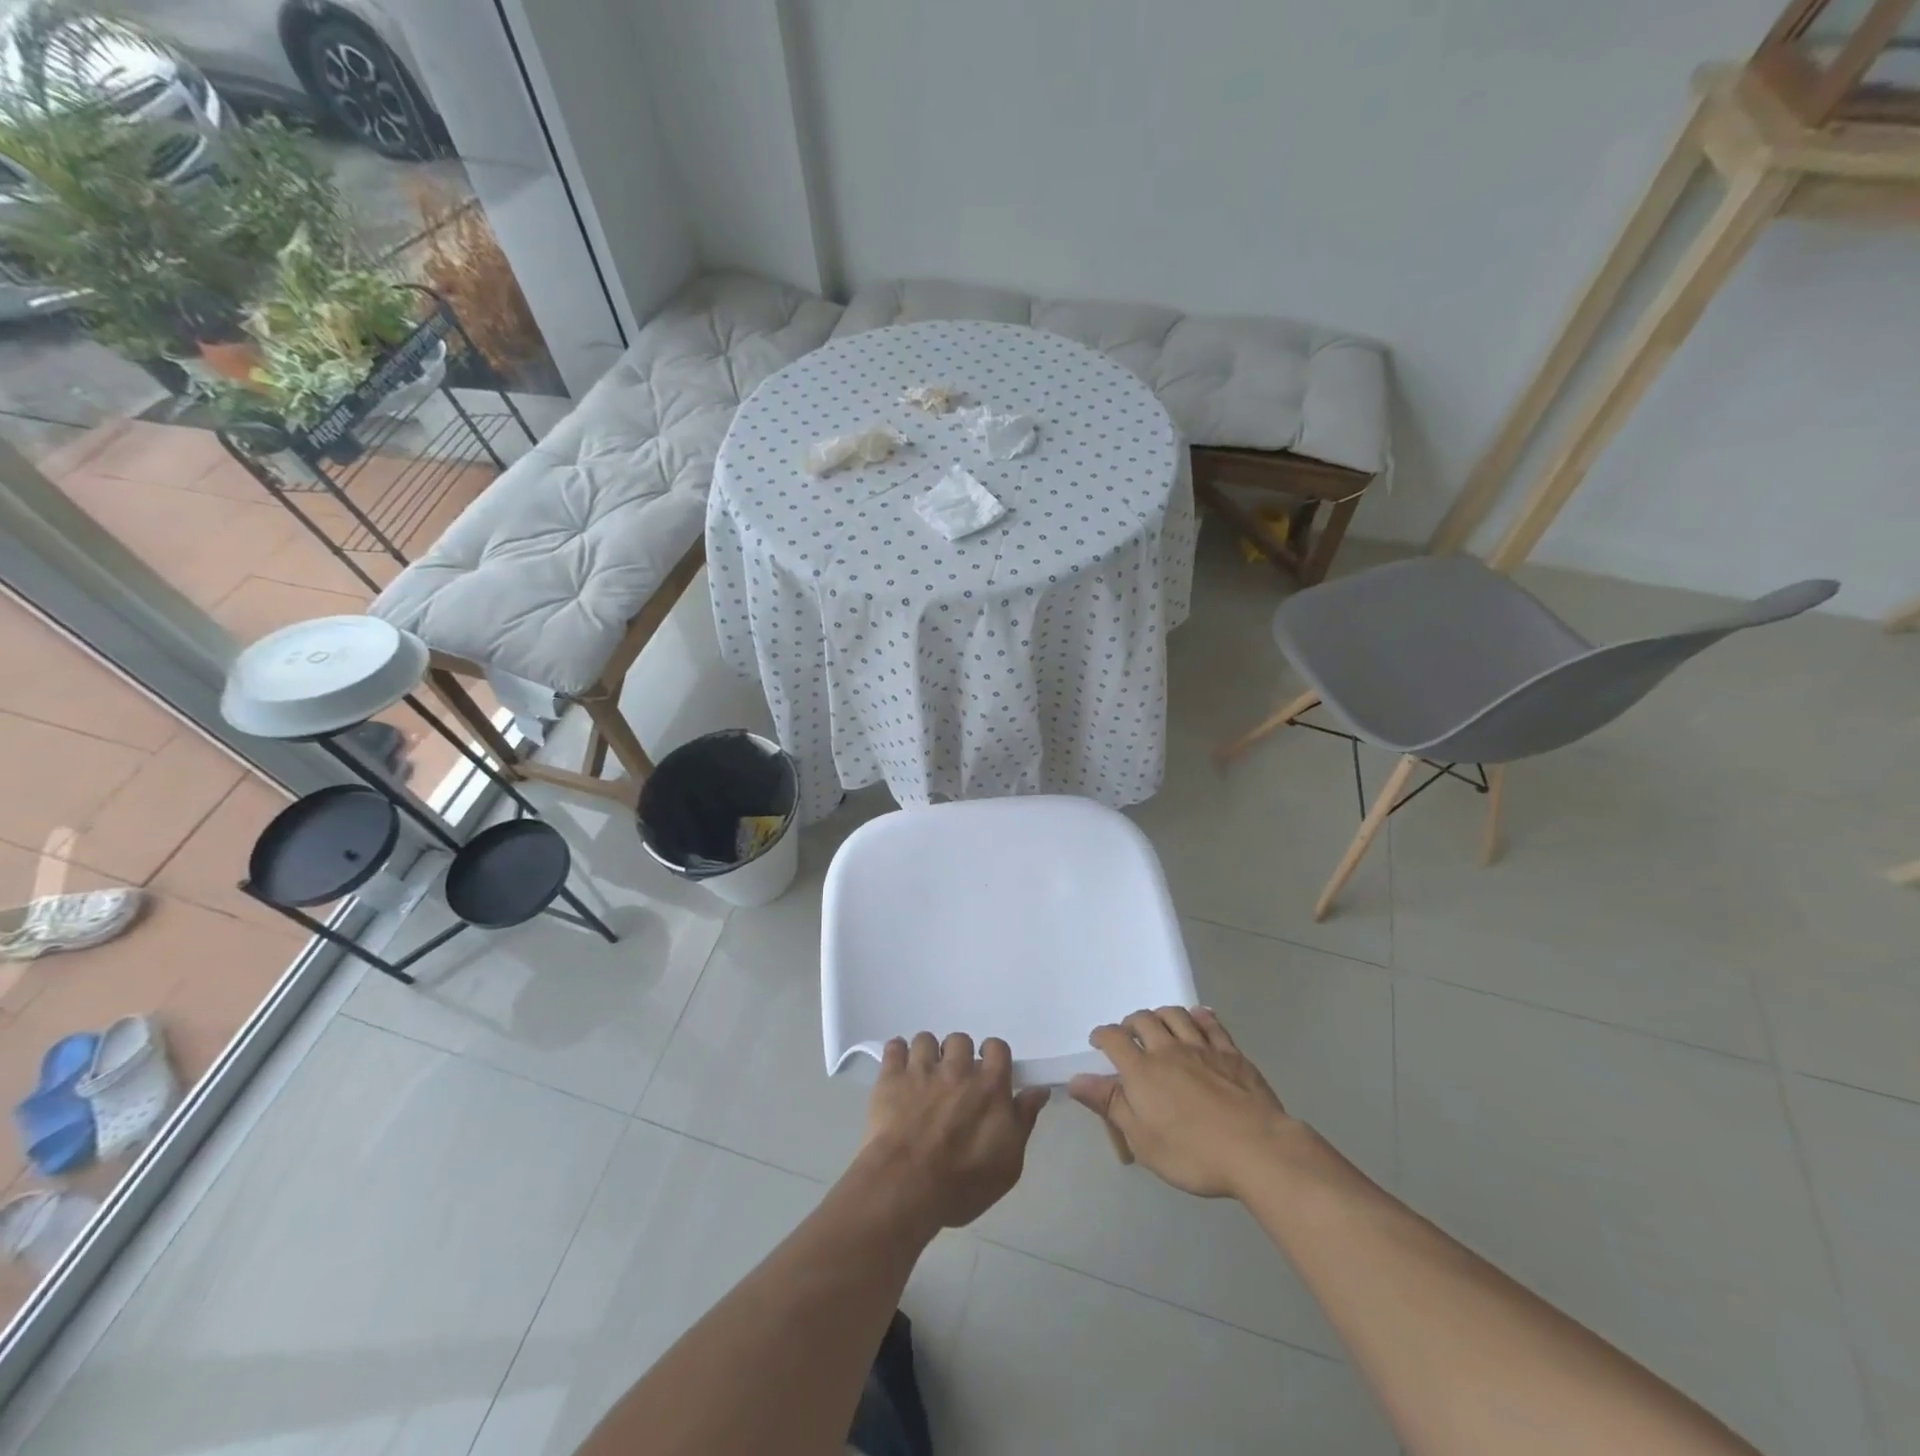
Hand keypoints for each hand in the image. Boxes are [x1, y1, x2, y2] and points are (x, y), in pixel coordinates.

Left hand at [859, 1032, 1049, 1232]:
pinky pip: (894, 1046)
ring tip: (923, 1076)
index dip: (992, 1055)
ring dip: (927, 1054)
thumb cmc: (963, 1183)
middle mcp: (957, 1068)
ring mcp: (922, 1069)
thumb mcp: (1008, 1162)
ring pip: (926, 1039)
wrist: (906, 1187)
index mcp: (989, 1085)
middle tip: (952, 1080)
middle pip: (960, 1039)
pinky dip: (897, 1054)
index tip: (986, 1071)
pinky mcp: (891, 1076)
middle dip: (957, 1055)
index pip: (997, 1047)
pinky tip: (898, 1071)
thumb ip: (1023, 1120)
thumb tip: (1038, 1090)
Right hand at [1068, 1007, 1293, 1198]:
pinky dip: (1198, 1016)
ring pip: (1175, 1014)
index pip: (1114, 1039)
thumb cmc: (1193, 1153)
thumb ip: (1110, 1105)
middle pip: (1144, 1020)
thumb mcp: (1142, 1139)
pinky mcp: (1231, 1052)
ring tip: (1159, 1025)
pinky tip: (1197, 1018)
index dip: (1102, 1035)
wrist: (1257, 1149)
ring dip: (1161, 1015)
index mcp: (1142, 1071)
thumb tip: (1075, 1079)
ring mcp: (1202, 1047)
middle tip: (1129, 1035)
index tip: (1098, 1041)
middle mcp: (1168, 1050)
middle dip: (1131, 1023)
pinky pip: (1210, 1022)